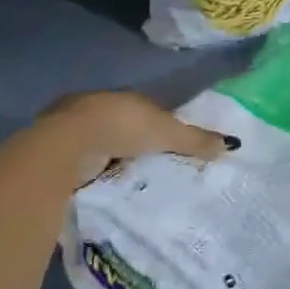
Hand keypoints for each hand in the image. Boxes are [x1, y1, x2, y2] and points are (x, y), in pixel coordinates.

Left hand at [39, 91, 237, 187]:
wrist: (68, 145)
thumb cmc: (122, 127)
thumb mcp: (166, 132)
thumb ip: (195, 139)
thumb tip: (231, 144)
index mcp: (122, 98)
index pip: (145, 111)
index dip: (158, 127)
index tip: (169, 146)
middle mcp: (96, 108)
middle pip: (122, 128)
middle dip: (133, 145)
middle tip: (151, 168)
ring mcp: (74, 131)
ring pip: (101, 147)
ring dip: (111, 161)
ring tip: (129, 184)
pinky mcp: (58, 155)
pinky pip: (84, 165)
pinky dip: (93, 175)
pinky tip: (104, 190)